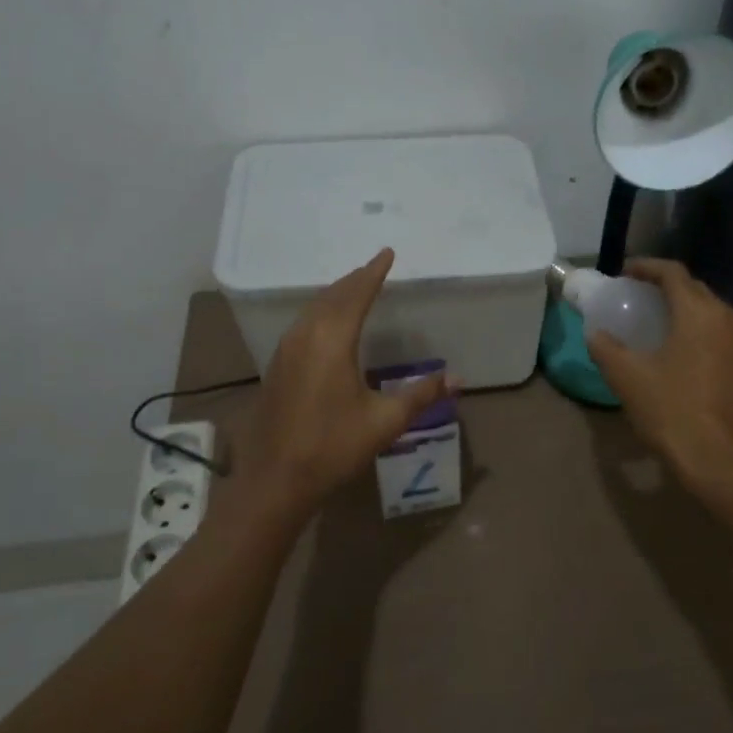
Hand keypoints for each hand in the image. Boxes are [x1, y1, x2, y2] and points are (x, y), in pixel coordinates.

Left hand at [247, 248, 449, 508]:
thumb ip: (421, 395)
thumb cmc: (333, 446)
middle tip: (373, 267)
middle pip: (332, 296)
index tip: (387, 252)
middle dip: (355, 279)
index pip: (357, 294)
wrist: (275, 480)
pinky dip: (321, 312)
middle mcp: (306, 336)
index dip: (374, 272)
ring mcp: (286, 350)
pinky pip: (302, 324)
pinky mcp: (277, 367)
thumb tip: (457, 379)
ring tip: (354, 288)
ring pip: (313, 308)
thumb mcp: (385, 421)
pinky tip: (326, 325)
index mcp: (332, 340)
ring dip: (335, 295)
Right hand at [585, 258, 732, 503]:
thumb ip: (607, 349)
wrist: (730, 467)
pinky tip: (684, 354)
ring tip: (658, 325)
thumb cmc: (676, 415)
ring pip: (714, 314)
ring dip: (686, 312)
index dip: (647, 267)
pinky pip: (725, 336)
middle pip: (696, 291)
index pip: (673, 273)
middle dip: (666, 289)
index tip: (625, 272)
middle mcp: (732, 319)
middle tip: (637, 299)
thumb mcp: (629, 380)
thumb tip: (596, 334)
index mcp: (701, 313)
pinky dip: (702, 334)